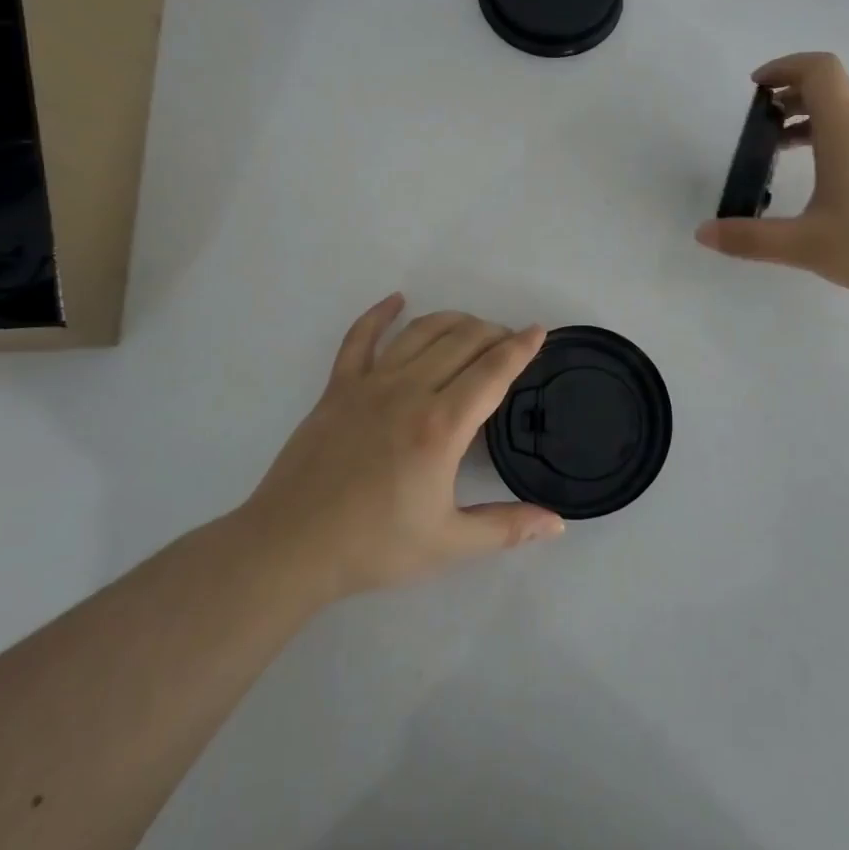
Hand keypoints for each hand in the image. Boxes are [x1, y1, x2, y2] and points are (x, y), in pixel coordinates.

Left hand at [237, 295, 563, 603]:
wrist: (290, 548)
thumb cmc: (373, 546)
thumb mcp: (449, 544)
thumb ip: (507, 529)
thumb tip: (558, 525)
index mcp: (441, 426)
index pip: (492, 371)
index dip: (520, 348)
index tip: (539, 331)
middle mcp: (409, 391)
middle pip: (462, 342)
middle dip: (493, 334)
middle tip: (509, 342)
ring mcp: (370, 384)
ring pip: (420, 333)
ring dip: (453, 321)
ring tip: (472, 327)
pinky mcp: (337, 388)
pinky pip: (360, 338)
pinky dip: (379, 314)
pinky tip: (396, 301)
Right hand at [696, 52, 848, 306]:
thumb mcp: (807, 246)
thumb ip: (751, 240)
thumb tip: (703, 234)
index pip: (818, 69)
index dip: (784, 67)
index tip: (757, 90)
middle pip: (834, 89)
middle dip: (792, 98)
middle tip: (764, 128)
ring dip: (817, 122)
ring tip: (790, 155)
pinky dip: (842, 141)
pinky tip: (836, 187)